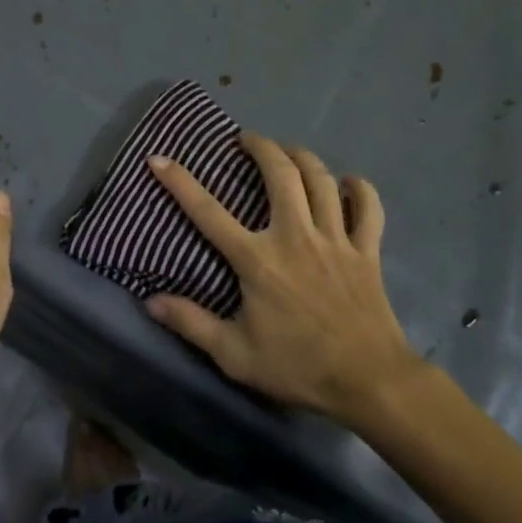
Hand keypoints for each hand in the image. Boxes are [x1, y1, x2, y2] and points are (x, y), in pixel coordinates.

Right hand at [144, 134, 424, 425]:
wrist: (370, 382)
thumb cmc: (298, 367)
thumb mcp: (235, 355)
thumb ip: (192, 324)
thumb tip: (151, 302)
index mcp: (257, 260)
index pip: (209, 212)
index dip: (180, 183)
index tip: (159, 159)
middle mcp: (295, 236)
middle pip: (280, 174)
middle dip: (261, 147)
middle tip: (247, 140)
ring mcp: (335, 240)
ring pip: (321, 180)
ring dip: (303, 157)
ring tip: (288, 151)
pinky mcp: (367, 251)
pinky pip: (368, 208)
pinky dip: (360, 189)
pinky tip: (349, 183)